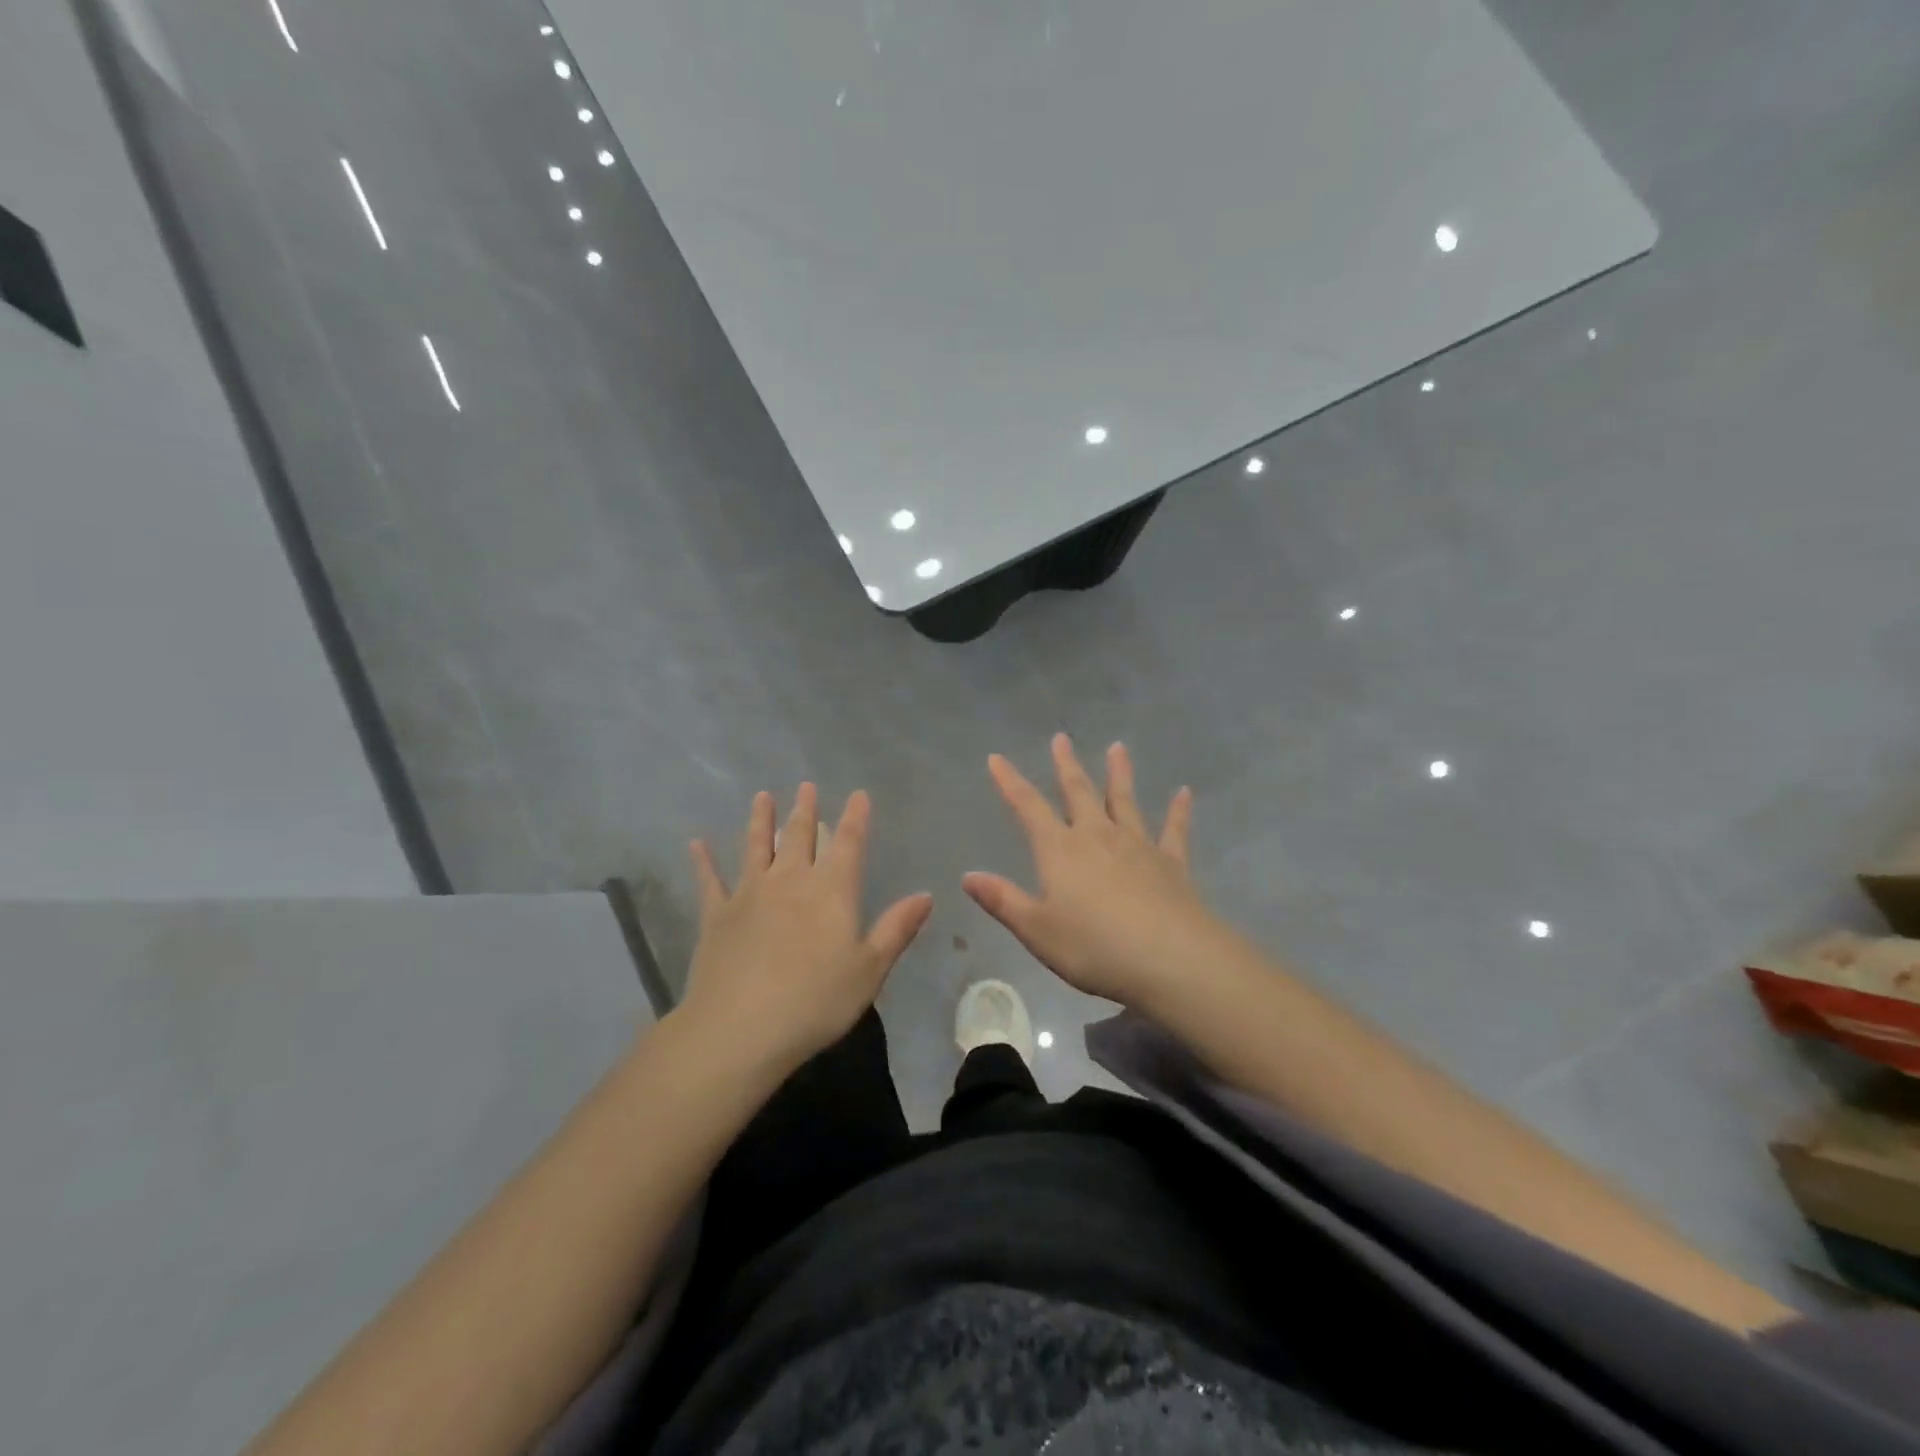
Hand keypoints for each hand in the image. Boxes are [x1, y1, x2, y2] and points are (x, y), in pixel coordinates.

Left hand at [681, 784, 931, 1077]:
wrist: (740, 1028)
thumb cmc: (815, 1001)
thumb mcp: (869, 969)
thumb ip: (896, 929)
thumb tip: (926, 895)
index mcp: (831, 891)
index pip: (848, 843)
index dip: (855, 817)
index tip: (858, 794)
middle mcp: (790, 881)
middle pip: (800, 836)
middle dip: (806, 810)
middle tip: (806, 786)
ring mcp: (749, 894)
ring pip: (756, 846)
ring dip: (760, 820)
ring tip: (762, 796)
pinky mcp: (716, 915)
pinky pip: (709, 880)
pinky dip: (703, 861)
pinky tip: (697, 844)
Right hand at [963, 735, 1224, 1009]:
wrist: (1170, 959)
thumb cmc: (1094, 948)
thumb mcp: (1037, 930)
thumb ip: (1003, 900)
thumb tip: (968, 876)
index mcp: (1060, 850)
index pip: (1028, 807)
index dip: (1010, 782)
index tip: (996, 757)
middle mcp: (1097, 836)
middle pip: (1079, 792)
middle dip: (1066, 765)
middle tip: (1062, 738)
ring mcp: (1138, 845)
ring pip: (1124, 801)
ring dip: (1119, 773)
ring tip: (1117, 747)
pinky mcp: (1171, 862)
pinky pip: (1174, 829)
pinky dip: (1178, 810)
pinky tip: (1184, 793)